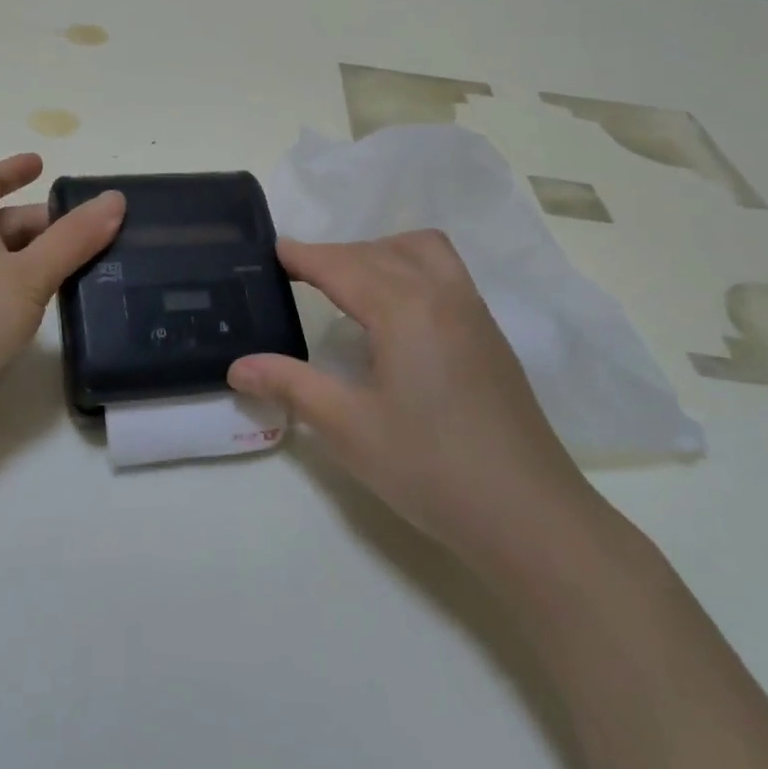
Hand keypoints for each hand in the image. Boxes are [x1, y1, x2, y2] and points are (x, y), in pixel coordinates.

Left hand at [0, 153, 123, 436]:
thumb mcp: (26, 273)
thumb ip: (72, 239)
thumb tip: (114, 199)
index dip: (12, 170)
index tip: (42, 164)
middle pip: (2, 225)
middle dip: (44, 223)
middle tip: (95, 232)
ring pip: (5, 266)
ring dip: (41, 261)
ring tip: (91, 268)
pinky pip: (2, 301)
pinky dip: (30, 296)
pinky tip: (58, 309)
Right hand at [228, 231, 597, 573]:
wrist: (530, 517)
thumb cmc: (430, 468)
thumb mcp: (347, 427)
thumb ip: (290, 385)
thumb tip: (237, 366)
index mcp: (405, 309)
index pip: (342, 266)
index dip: (304, 256)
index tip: (272, 251)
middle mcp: (442, 295)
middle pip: (379, 252)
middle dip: (335, 255)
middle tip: (298, 276)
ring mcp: (474, 313)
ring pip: (422, 252)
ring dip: (380, 252)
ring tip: (350, 284)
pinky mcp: (490, 336)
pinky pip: (444, 274)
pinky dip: (409, 269)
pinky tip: (396, 314)